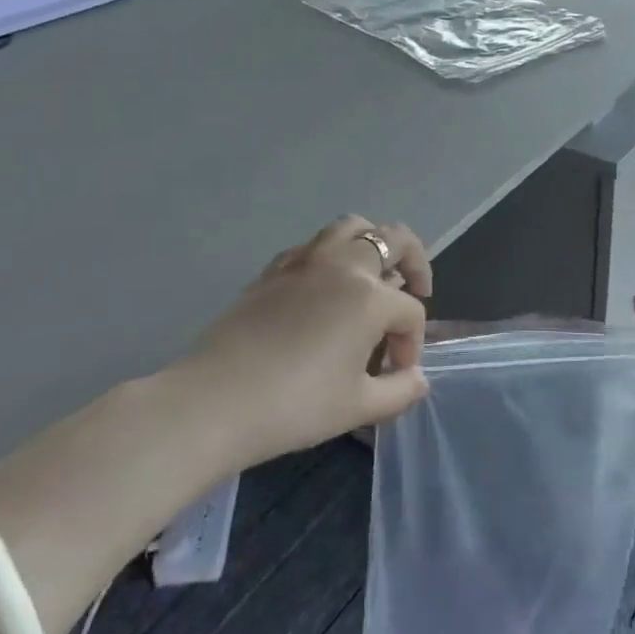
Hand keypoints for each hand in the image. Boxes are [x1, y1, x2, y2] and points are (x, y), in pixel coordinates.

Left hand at [195, 216, 432, 466]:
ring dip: (372, 242)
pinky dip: (330, 254)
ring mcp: (306, 261)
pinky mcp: (274, 269)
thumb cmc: (295, 405)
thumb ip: (398, 391)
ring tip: (373, 272)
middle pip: (394, 239)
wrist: (216, 400)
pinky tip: (324, 286)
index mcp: (370, 297)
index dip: (412, 344)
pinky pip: (313, 245)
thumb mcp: (357, 407)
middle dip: (415, 262)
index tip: (397, 374)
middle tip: (416, 289)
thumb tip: (417, 379)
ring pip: (351, 226)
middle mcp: (343, 265)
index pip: (410, 312)